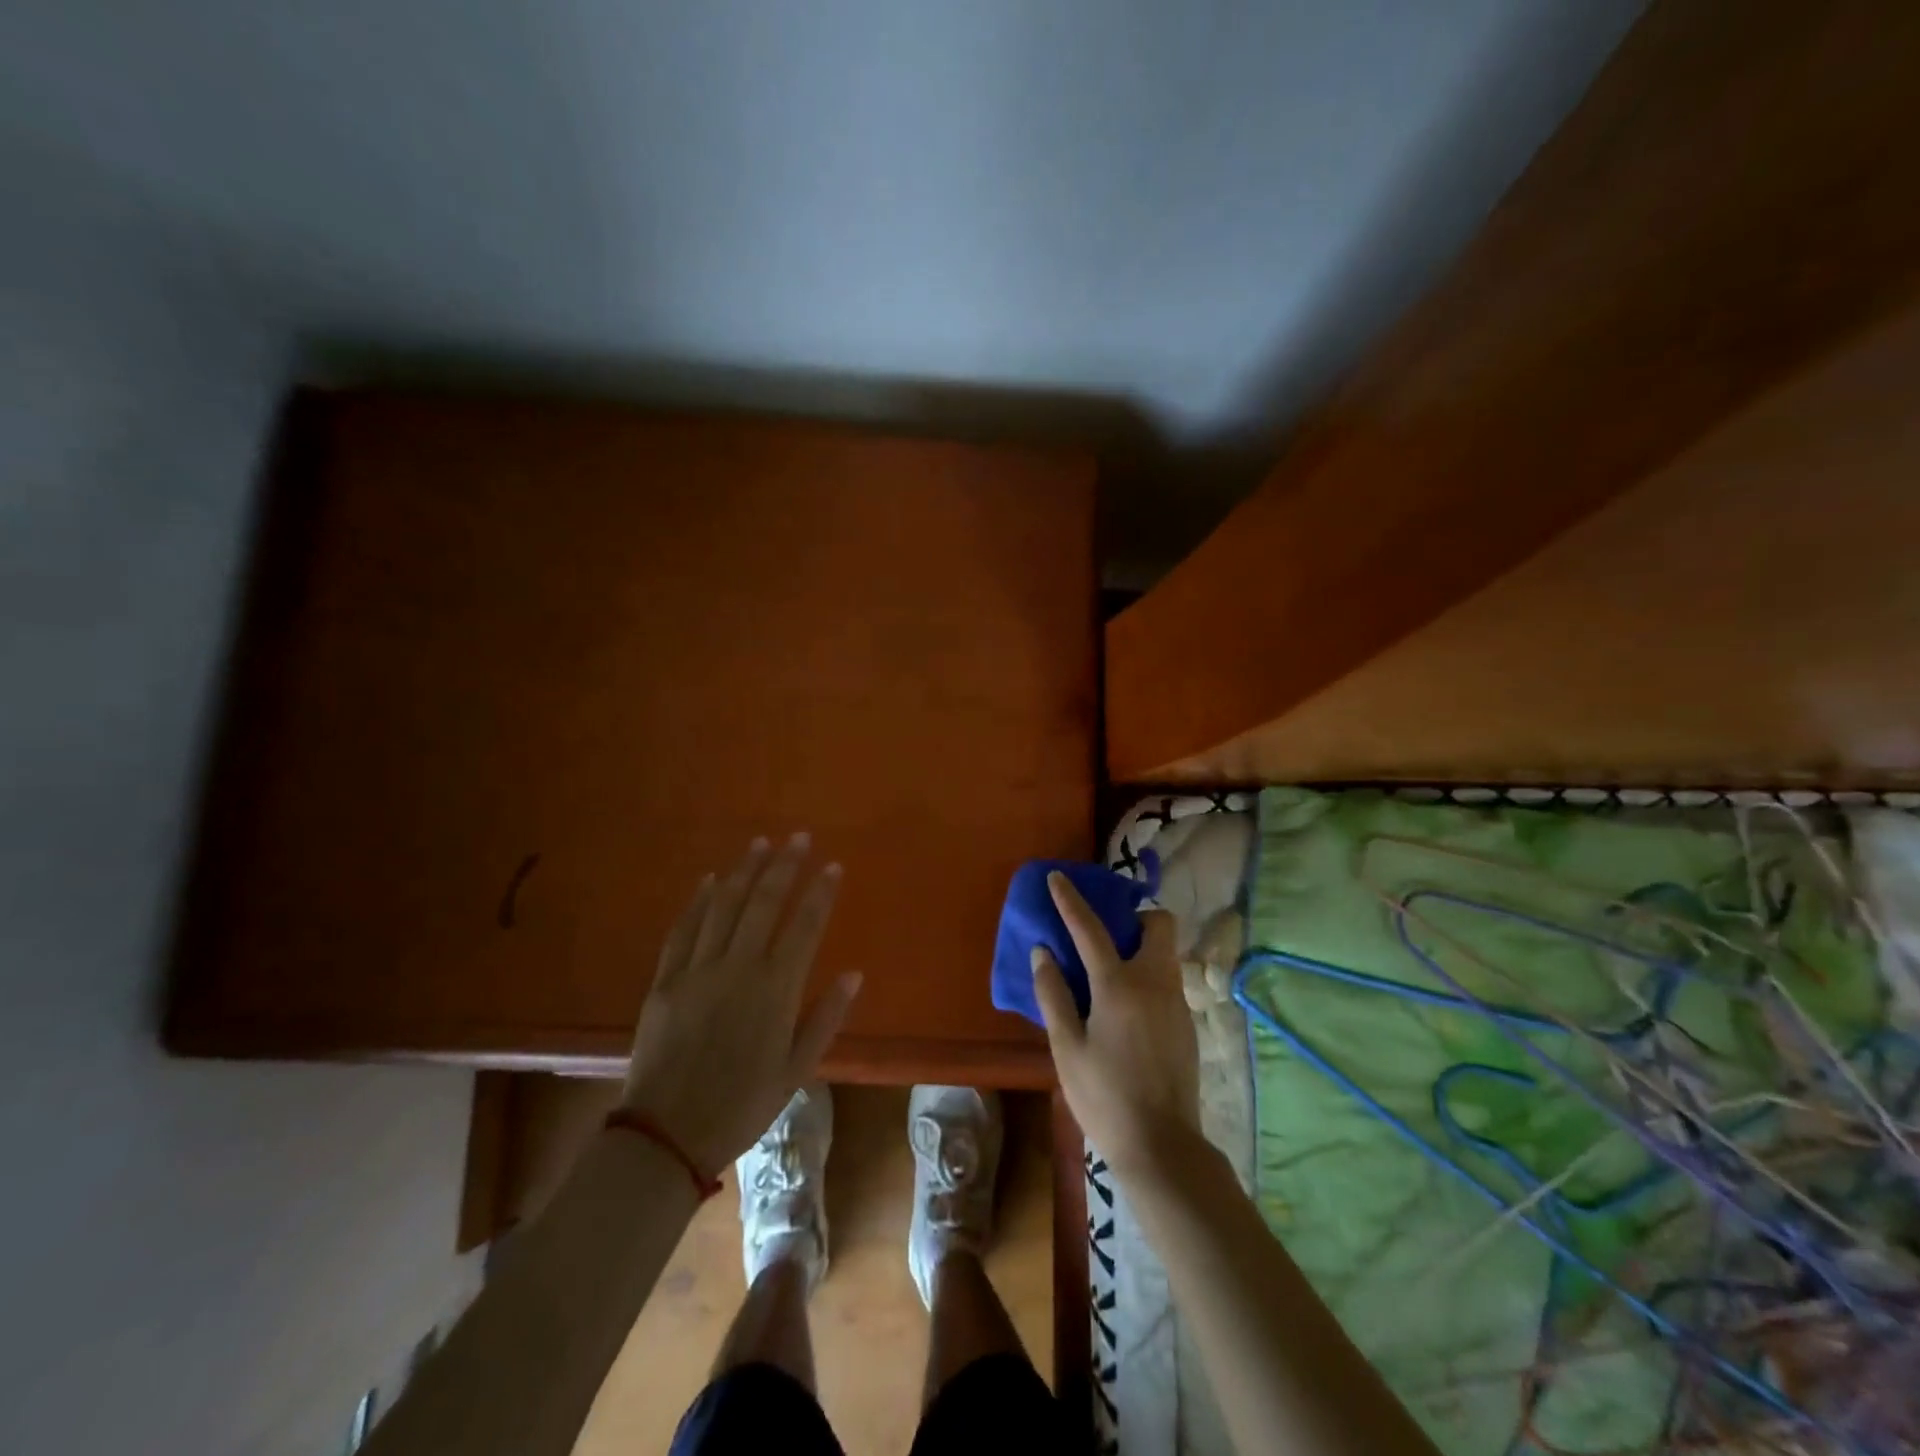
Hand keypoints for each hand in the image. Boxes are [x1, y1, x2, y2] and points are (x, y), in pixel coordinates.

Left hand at [621, 834, 861, 1176]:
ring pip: (724, 907)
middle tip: (798, 837)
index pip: (804, 926)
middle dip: (784, 866)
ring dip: (744, 872)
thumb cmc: (742, 1105)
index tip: (833, 865)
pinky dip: (697, 901)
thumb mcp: (797, 1070)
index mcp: (775, 990)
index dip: (820, 892)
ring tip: (760, 843)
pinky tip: (709, 879)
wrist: (667, 1135)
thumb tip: (854, 974)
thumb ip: (825, 1018)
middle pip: (764, 904)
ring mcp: (698, 970)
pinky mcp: (665, 980)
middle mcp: (738, 969)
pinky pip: (683, 930)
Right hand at [1032, 871, 1200, 1180]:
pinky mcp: (1186, 1022)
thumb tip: (1043, 952)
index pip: (1090, 928)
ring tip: (1109, 970)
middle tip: (1105, 933)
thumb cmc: (1104, 1097)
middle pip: (1157, 924)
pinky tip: (1126, 1008)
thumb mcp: (1066, 1047)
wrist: (1163, 1146)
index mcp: (1119, 986)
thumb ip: (1054, 994)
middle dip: (1133, 916)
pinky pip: (1166, 979)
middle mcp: (1155, 983)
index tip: (1058, 877)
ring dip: (1140, 945)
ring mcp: (1176, 1002)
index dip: (1071, 900)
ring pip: (1165, 952)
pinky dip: (1147, 974)